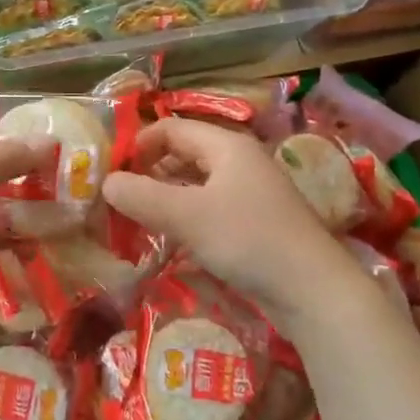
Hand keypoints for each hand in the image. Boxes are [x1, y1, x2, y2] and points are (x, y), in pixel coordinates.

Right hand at [102, 118, 373, 317]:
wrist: (314, 291)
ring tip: (137, 218)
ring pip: (197, 183)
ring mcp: (251, 193)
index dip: (138, 144)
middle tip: (119, 197)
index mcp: (226, 146)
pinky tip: (171, 239)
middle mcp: (239, 162)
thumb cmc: (248, 239)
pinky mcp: (256, 223)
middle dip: (149, 171)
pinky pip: (210, 208)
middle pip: (184, 153)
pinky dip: (186, 216)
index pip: (171, 129)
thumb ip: (142, 196)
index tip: (111, 172)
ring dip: (166, 196)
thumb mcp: (187, 215)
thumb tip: (106, 183)